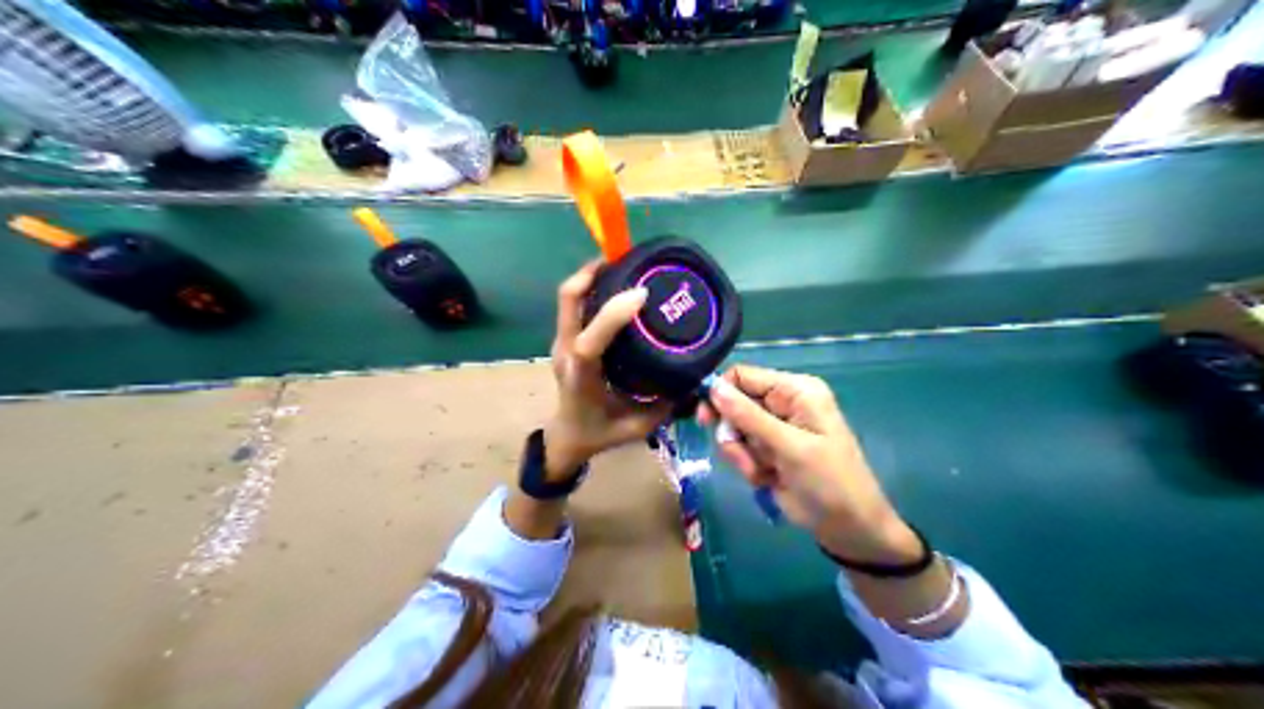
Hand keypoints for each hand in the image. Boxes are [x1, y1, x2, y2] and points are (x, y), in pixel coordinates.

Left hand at [550, 261, 676, 480]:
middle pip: (568, 302)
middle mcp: (567, 353)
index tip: (641, 295)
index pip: (589, 344)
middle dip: (593, 274)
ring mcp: (562, 342)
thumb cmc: (600, 433)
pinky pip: (575, 303)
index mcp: (582, 379)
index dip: (612, 315)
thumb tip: (694, 378)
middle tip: (627, 260)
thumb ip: (665, 405)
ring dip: (593, 274)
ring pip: (569, 297)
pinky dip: (593, 285)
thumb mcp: (637, 427)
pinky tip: (618, 283)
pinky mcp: (566, 337)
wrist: (567, 436)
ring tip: (625, 263)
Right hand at [702, 364, 920, 564]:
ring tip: (762, 472)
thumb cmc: (829, 480)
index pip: (743, 376)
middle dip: (733, 432)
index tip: (706, 420)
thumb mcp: (790, 447)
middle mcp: (783, 404)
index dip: (721, 394)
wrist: (848, 528)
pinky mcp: (769, 451)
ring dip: (741, 454)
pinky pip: (741, 450)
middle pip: (734, 403)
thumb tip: (713, 388)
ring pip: (734, 430)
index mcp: (796, 390)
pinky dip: (748, 466)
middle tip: (738, 454)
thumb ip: (749, 417)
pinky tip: (767, 479)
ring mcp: (775, 429)